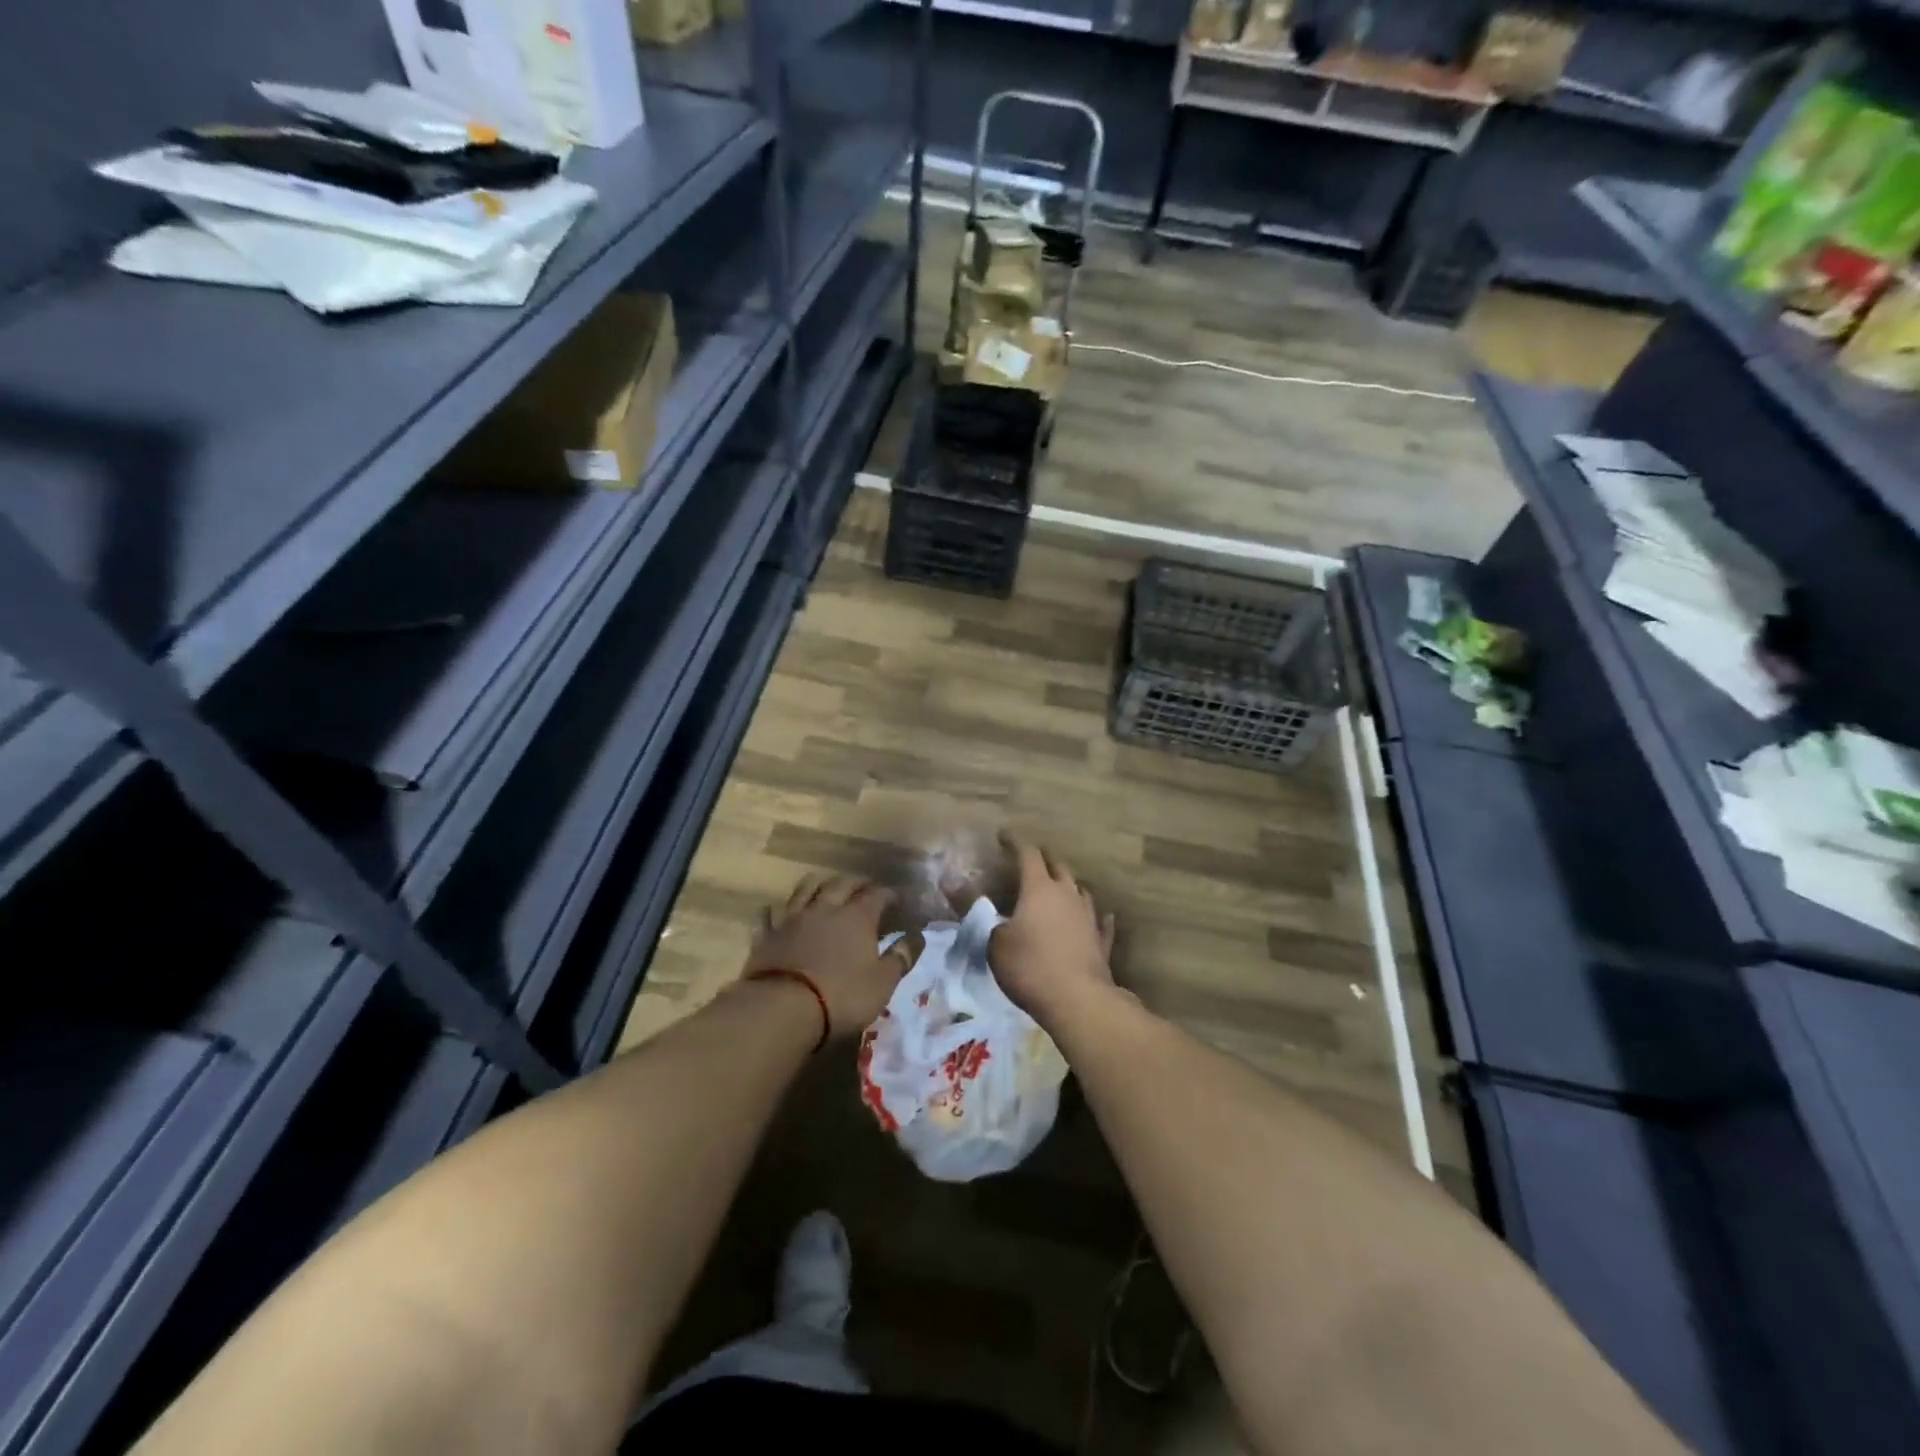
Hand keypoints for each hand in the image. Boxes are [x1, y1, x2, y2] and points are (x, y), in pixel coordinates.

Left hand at [744, 874, 910, 1039]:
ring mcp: (793, 918)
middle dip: (856, 882)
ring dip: (818, 884)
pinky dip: (778, 910)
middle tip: (865, 887)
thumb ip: (901, 957)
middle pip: (842, 884)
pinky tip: (779, 911)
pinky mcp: (767, 935)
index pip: (877, 895)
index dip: (889, 894)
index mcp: (857, 917)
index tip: (898, 898)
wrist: (782, 1008)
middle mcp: (825, 908)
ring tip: (825, 887)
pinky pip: (770, 914)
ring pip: (805, 889)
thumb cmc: (842, 996)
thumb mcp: (882, 982)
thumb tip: (918, 935)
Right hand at [988, 834, 1117, 1029]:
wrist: (1078, 1000)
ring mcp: (1088, 916)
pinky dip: (1096, 916)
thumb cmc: (1029, 966)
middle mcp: (1067, 894)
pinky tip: (1102, 915)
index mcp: (1039, 888)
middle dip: (1043, 857)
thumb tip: (949, 883)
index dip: (1015, 841)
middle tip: (1031, 856)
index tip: (1004, 835)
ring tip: (1059, 884)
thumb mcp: (992, 940)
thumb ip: (974, 909)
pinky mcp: (1101, 941)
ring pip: (1080, 890)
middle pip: (1057, 866)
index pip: (1027, 853)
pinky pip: (1100, 921)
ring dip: (1068, 884)